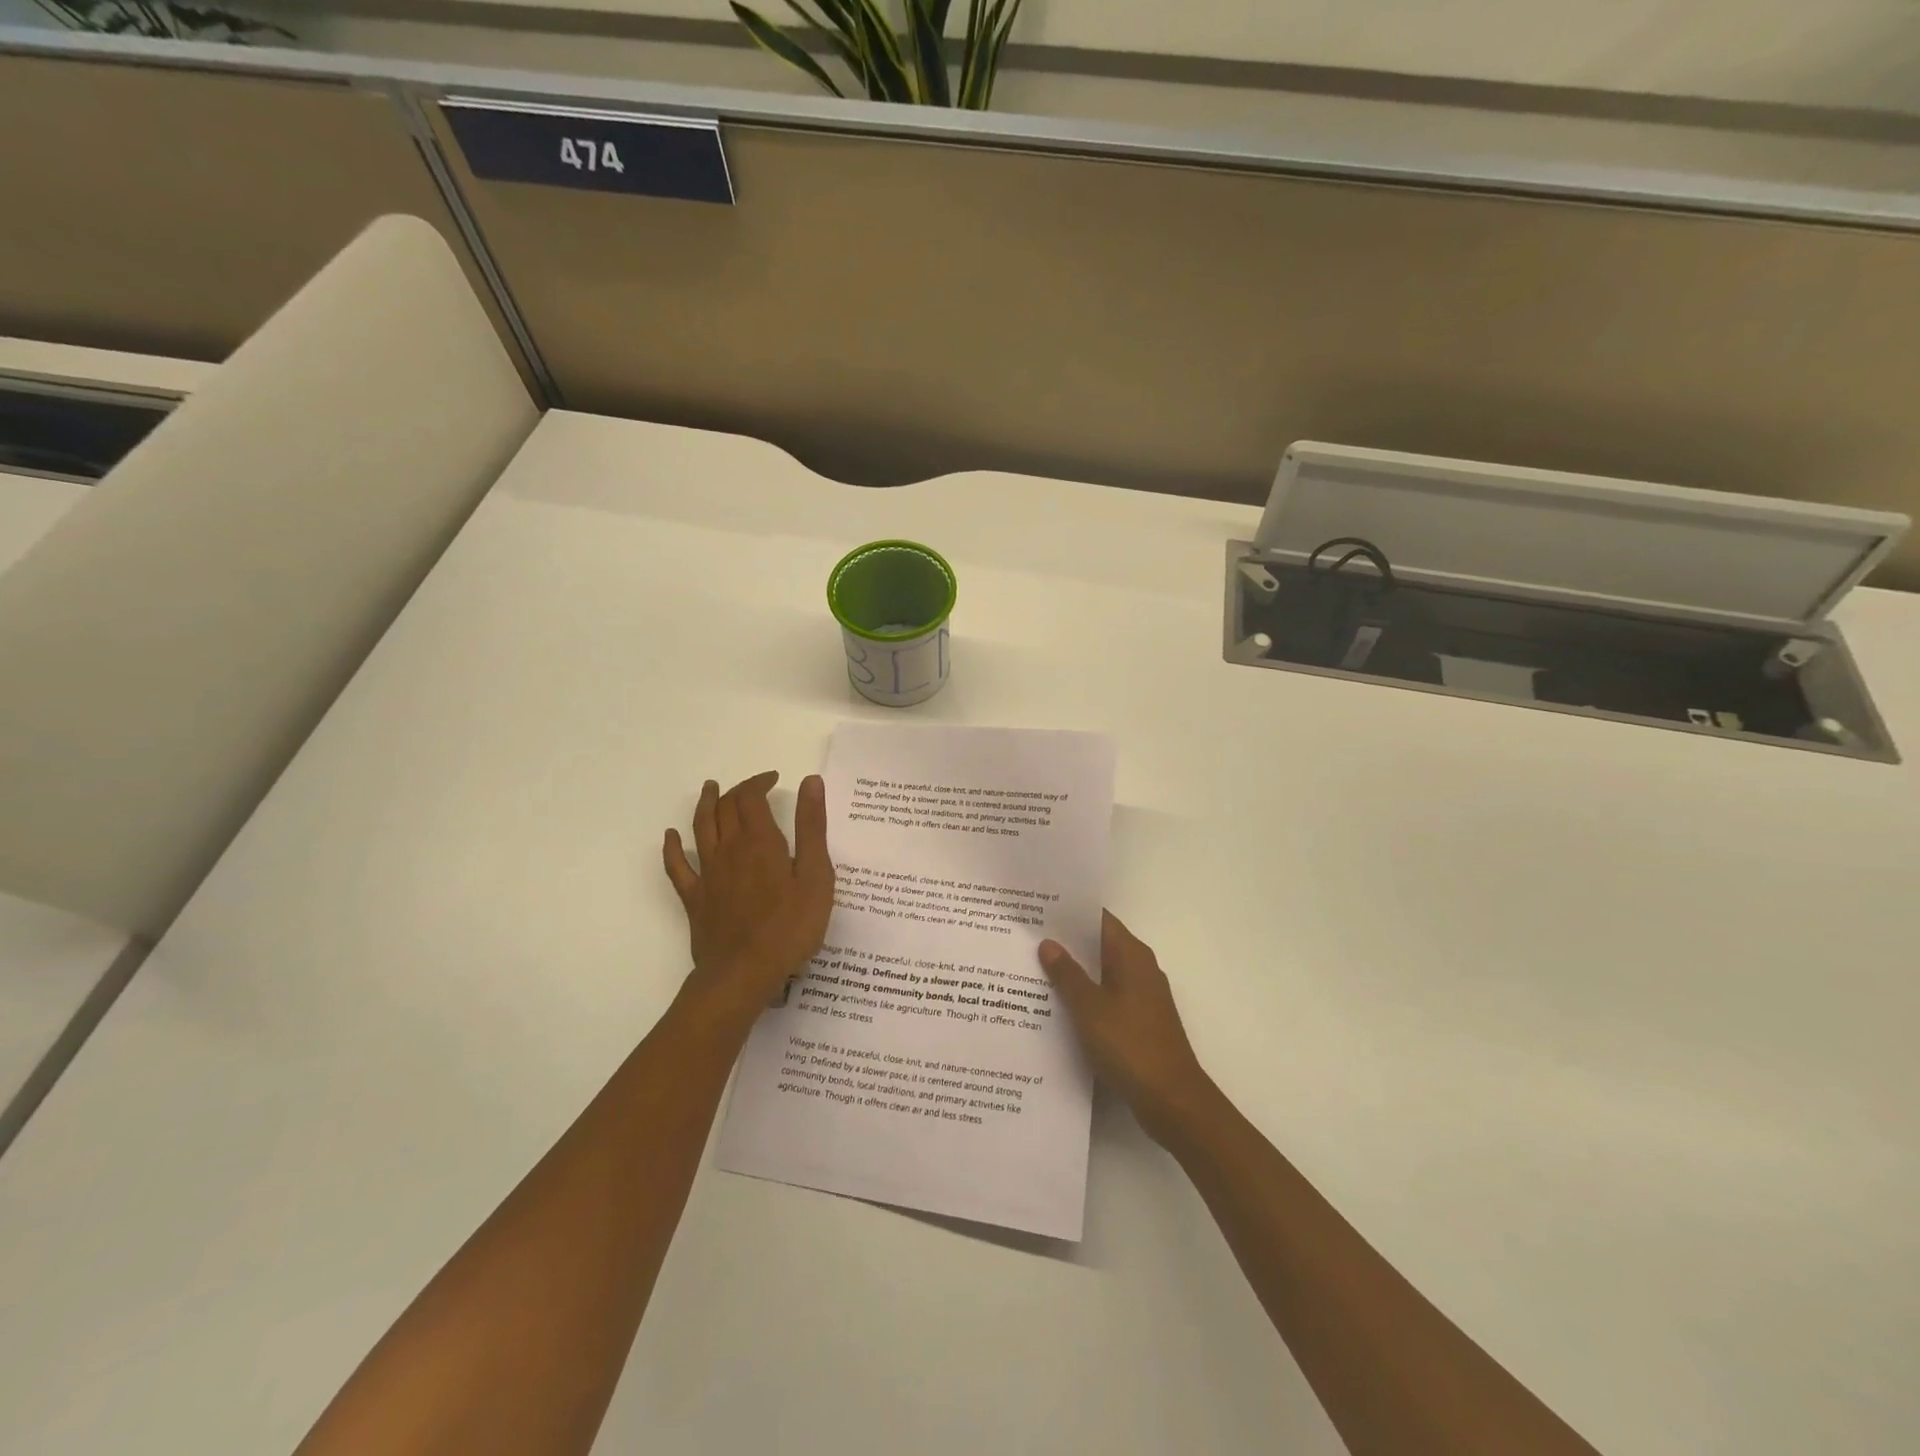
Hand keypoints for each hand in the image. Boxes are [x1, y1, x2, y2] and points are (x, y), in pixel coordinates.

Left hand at [663, 772, 834, 1020]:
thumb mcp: (815, 876)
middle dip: (737, 790)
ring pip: (700, 828)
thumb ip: (812, 828)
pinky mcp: (694, 898)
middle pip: (725, 808)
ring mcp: (708, 874)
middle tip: (752, 787)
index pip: (752, 798)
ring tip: (709, 789)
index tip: (774, 779)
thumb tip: (810, 782)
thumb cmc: (789, 927)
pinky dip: (672, 847)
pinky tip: (671, 837)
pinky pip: (677, 866)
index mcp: (760, 841)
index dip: (760, 782)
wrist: (743, 973)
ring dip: (705, 804)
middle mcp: (729, 849)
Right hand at [1040, 912, 1213, 1144]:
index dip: (1069, 912)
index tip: (1038, 907)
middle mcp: (1140, 968)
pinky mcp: (1139, 1021)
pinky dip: (1085, 995)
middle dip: (1066, 941)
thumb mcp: (1090, 1008)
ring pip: (1101, 972)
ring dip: (1074, 971)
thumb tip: (1049, 943)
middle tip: (1026, 936)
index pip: (1099, 919)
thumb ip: (1067, 974)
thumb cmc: (1130, 1045)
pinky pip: (1106, 996)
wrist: (1172, 1100)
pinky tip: (1057, 1005)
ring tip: (1032, 967)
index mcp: (1132, 956)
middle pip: (1099, 944)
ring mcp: (1142, 996)